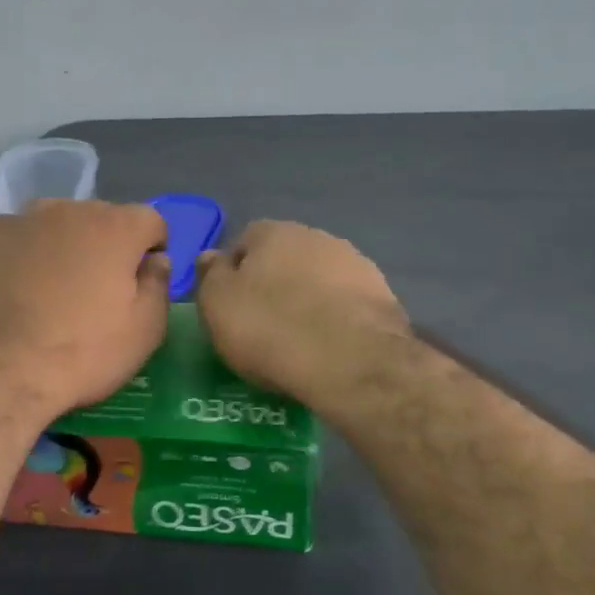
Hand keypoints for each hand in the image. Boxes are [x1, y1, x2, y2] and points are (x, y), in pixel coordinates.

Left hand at [0, 199, 170, 426]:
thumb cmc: (83, 353)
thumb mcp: (145, 331)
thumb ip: (159, 284)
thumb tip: (155, 259)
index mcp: (117, 226)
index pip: (150, 221)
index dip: (152, 249)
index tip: (142, 281)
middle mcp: (70, 208)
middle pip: (102, 219)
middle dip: (106, 246)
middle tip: (96, 290)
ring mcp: (23, 219)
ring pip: (57, 224)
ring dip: (64, 246)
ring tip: (52, 290)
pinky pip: (19, 236)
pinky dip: (24, 253)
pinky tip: (17, 287)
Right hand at [196, 220, 411, 411]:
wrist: (351, 361)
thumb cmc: (270, 328)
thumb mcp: (218, 304)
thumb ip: (211, 275)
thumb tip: (211, 256)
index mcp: (274, 232)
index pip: (244, 242)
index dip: (233, 273)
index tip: (229, 306)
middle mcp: (317, 237)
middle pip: (284, 258)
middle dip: (273, 284)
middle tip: (261, 324)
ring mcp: (356, 265)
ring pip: (318, 280)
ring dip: (307, 300)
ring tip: (297, 340)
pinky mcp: (383, 297)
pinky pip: (345, 305)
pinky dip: (335, 320)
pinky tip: (328, 347)